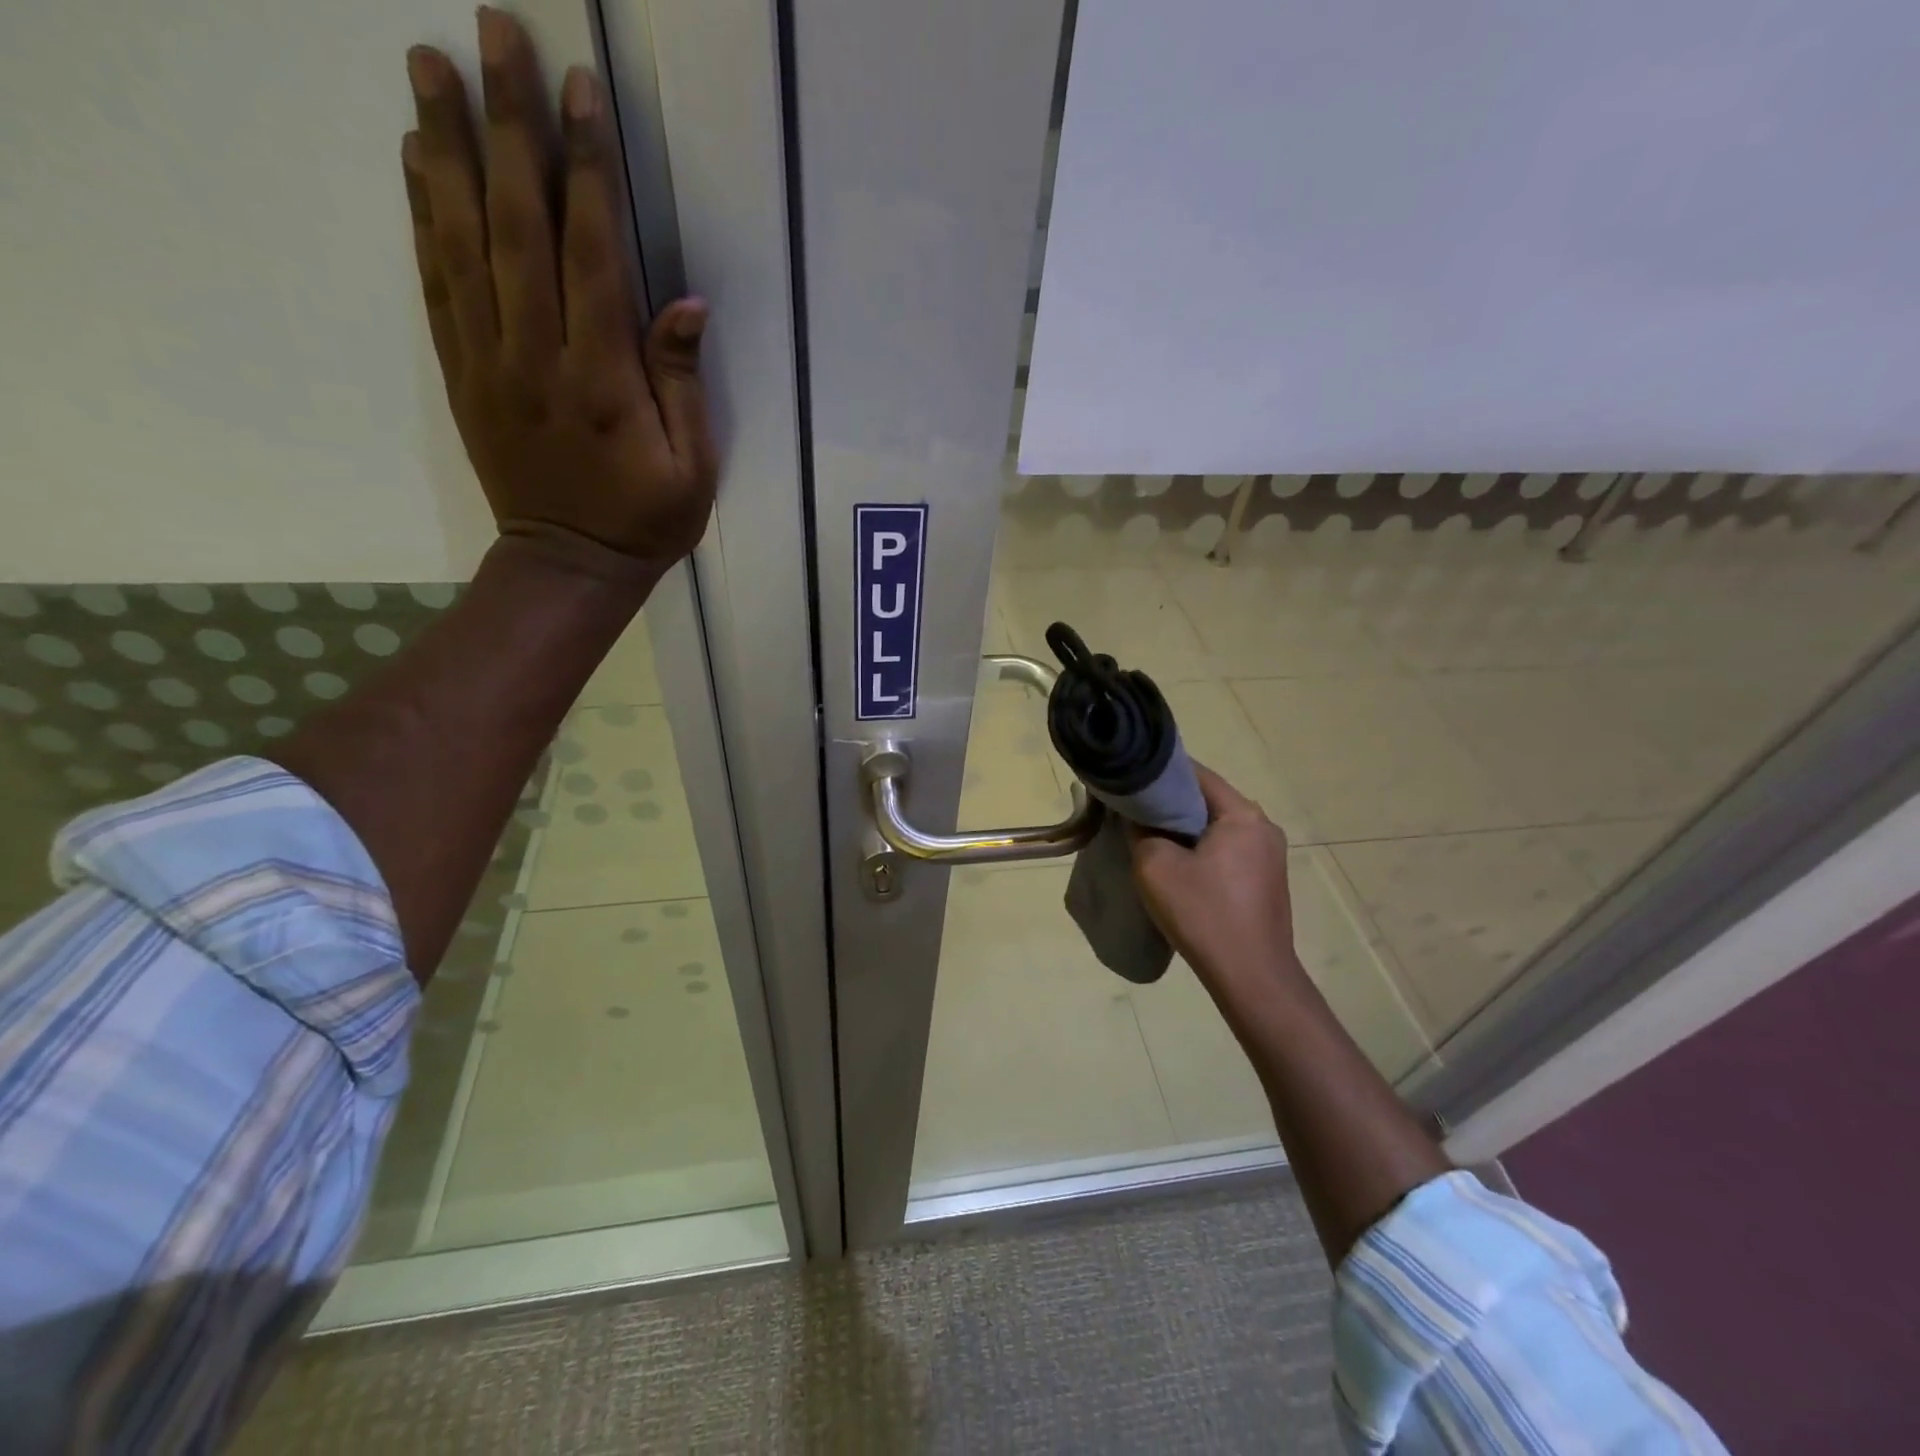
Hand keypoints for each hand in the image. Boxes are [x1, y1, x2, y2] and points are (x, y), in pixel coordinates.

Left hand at [402, 9, 717, 562]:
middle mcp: (537, 355)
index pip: (590, 255)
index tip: (579, 92)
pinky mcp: (462, 373)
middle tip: (491, 34)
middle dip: (508, 127)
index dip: (586, 172)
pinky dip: (421, 217)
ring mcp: (490, 361)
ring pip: (462, 241)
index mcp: (602, 380)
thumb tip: (683, 302)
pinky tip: (414, 161)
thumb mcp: (692, 468)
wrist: (569, 565)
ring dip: (445, 149)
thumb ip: (682, 385)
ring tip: (430, 66)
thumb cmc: (646, 520)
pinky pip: (436, 284)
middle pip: (516, 225)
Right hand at [1131, 766, 1302, 997]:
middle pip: (1207, 799)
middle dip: (1169, 804)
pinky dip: (1199, 849)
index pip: (1195, 774)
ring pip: (1215, 826)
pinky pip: (1225, 849)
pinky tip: (1176, 867)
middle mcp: (1263, 826)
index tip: (1128, 782)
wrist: (1251, 978)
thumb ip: (1140, 830)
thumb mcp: (1154, 865)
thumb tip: (1137, 817)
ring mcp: (1268, 855)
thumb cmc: (1203, 914)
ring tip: (1148, 839)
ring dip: (1183, 829)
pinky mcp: (1264, 880)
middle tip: (1132, 813)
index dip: (1157, 773)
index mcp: (1243, 814)